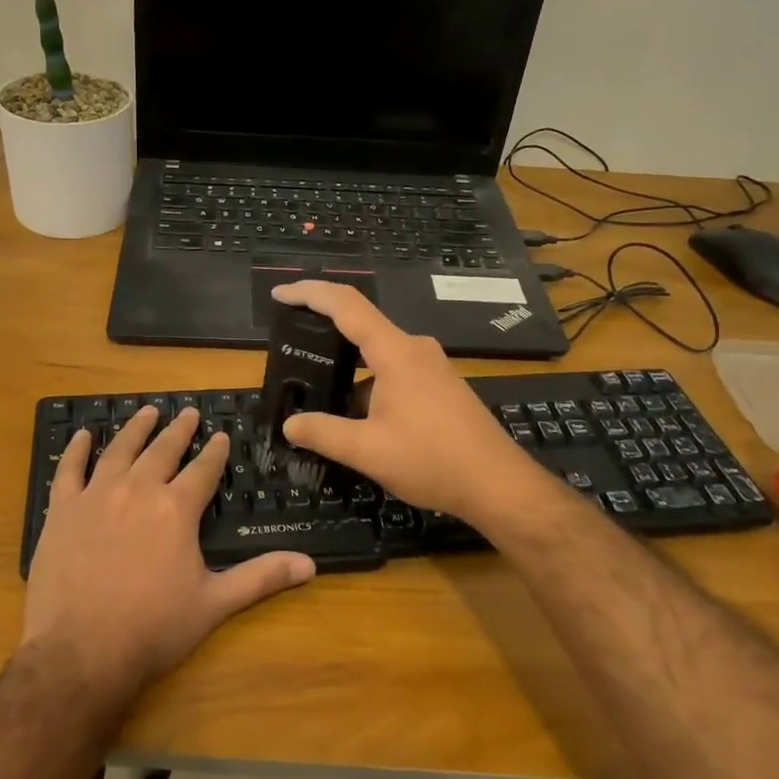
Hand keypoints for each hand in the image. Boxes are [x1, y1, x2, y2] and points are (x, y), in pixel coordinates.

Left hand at [22, 406, 315, 702]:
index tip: (222, 435)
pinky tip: (83, 435)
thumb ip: (261, 577)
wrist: (80, 652)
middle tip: (188, 412)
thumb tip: (310, 564)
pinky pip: (69, 469)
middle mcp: (138, 491)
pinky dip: (77, 449)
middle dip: (179, 430)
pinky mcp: (62, 510)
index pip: (203, 470)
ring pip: (120, 450)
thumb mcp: (214, 604)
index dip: (215, 452)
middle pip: (163, 450)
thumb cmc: (152, 629)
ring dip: (136, 428)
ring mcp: (96, 496)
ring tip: (147, 410)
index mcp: (176, 509)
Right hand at [274, 281, 543, 523]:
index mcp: (396, 353)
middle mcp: (415, 349)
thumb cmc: (432, 461)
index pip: (346, 306)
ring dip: (348, 365)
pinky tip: (356, 414)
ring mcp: (431, 366)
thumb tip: (289, 424)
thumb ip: (323, 433)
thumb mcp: (367, 451)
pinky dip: (369, 382)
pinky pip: (394, 370)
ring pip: (378, 353)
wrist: (498, 485)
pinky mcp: (440, 385)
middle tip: (291, 342)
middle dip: (324, 330)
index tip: (279, 294)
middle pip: (362, 324)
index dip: (309, 293)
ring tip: (317, 387)